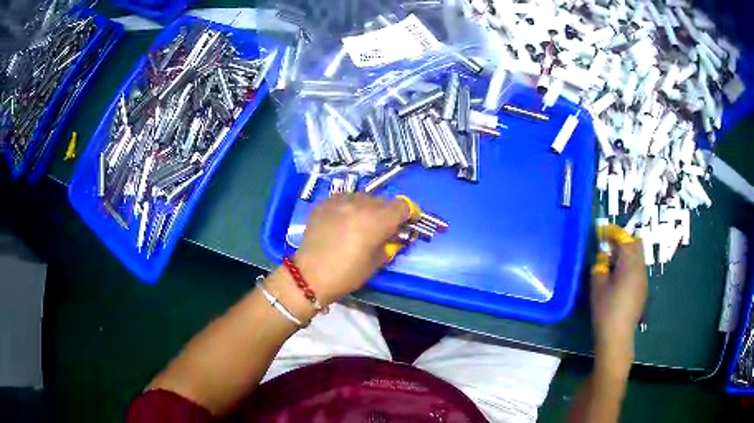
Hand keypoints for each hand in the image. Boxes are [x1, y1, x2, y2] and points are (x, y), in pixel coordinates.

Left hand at [293, 193, 409, 304]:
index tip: (407, 223)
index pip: (402, 206)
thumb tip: (396, 237)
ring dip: (368, 207)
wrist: (309, 275)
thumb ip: (390, 245)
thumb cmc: (347, 274)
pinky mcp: (324, 203)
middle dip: (388, 212)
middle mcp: (360, 204)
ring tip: (362, 223)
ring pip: (363, 197)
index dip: (408, 214)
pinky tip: (344, 220)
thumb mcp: (376, 262)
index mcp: (377, 220)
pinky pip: (344, 198)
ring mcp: (340, 201)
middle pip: (383, 201)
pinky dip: (349, 206)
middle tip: (384, 227)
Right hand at [590, 236, 647, 368]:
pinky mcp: (643, 289)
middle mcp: (640, 268)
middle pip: (636, 243)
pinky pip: (638, 269)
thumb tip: (603, 257)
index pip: (624, 238)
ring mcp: (643, 279)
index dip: (613, 233)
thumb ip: (600, 266)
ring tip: (612, 265)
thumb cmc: (605, 310)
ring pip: (638, 256)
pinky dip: (630, 266)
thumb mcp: (597, 286)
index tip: (601, 233)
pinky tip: (619, 280)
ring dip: (627, 254)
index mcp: (629, 264)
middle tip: (608, 249)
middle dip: (623, 241)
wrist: (617, 336)